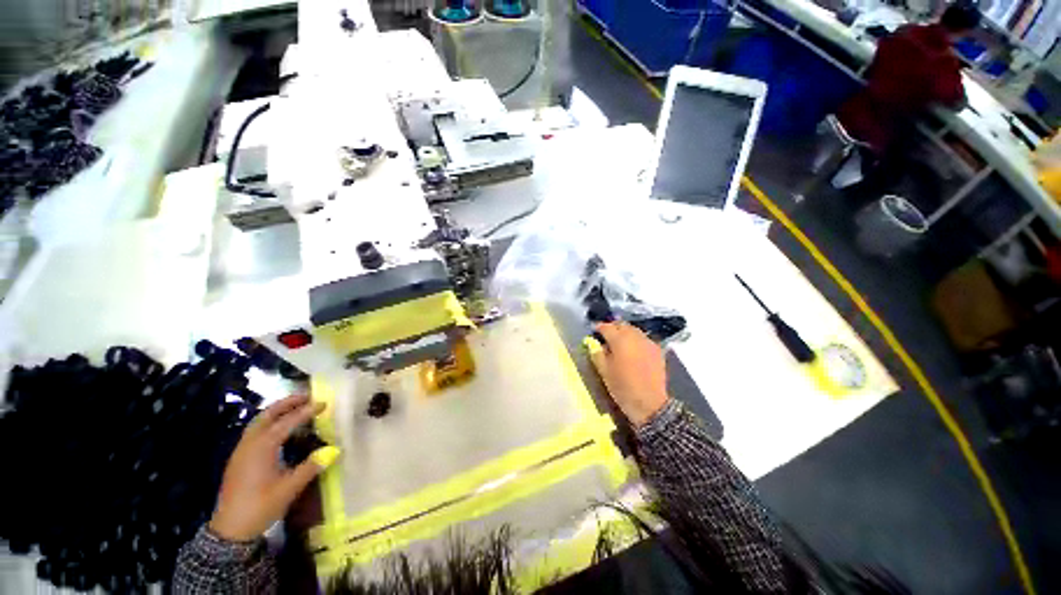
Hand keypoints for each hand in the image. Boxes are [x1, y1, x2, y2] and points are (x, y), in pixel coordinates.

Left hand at [208, 394, 338, 541]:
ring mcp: (241, 451)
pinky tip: (279, 429)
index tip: (324, 403)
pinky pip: (254, 431)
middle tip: (307, 396)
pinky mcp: (239, 459)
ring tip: (295, 407)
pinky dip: (269, 422)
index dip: (306, 411)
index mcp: (262, 448)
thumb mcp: (289, 489)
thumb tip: (335, 450)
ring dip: (276, 411)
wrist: (229, 530)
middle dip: (287, 403)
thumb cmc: (260, 507)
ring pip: (258, 422)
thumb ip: (311, 467)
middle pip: (267, 415)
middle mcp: (250, 444)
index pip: (287, 422)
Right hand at [586, 322, 669, 427]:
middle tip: (606, 336)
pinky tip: (633, 350)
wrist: (650, 403)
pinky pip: (643, 339)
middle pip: (622, 325)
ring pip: (634, 330)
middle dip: (613, 328)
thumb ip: (597, 353)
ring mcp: (648, 342)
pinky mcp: (657, 350)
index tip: (594, 331)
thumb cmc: (623, 387)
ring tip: (619, 343)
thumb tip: (594, 343)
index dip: (599, 328)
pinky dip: (636, 340)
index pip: (606, 327)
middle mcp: (635, 336)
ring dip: (625, 333)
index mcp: (620, 340)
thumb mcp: (604, 371)